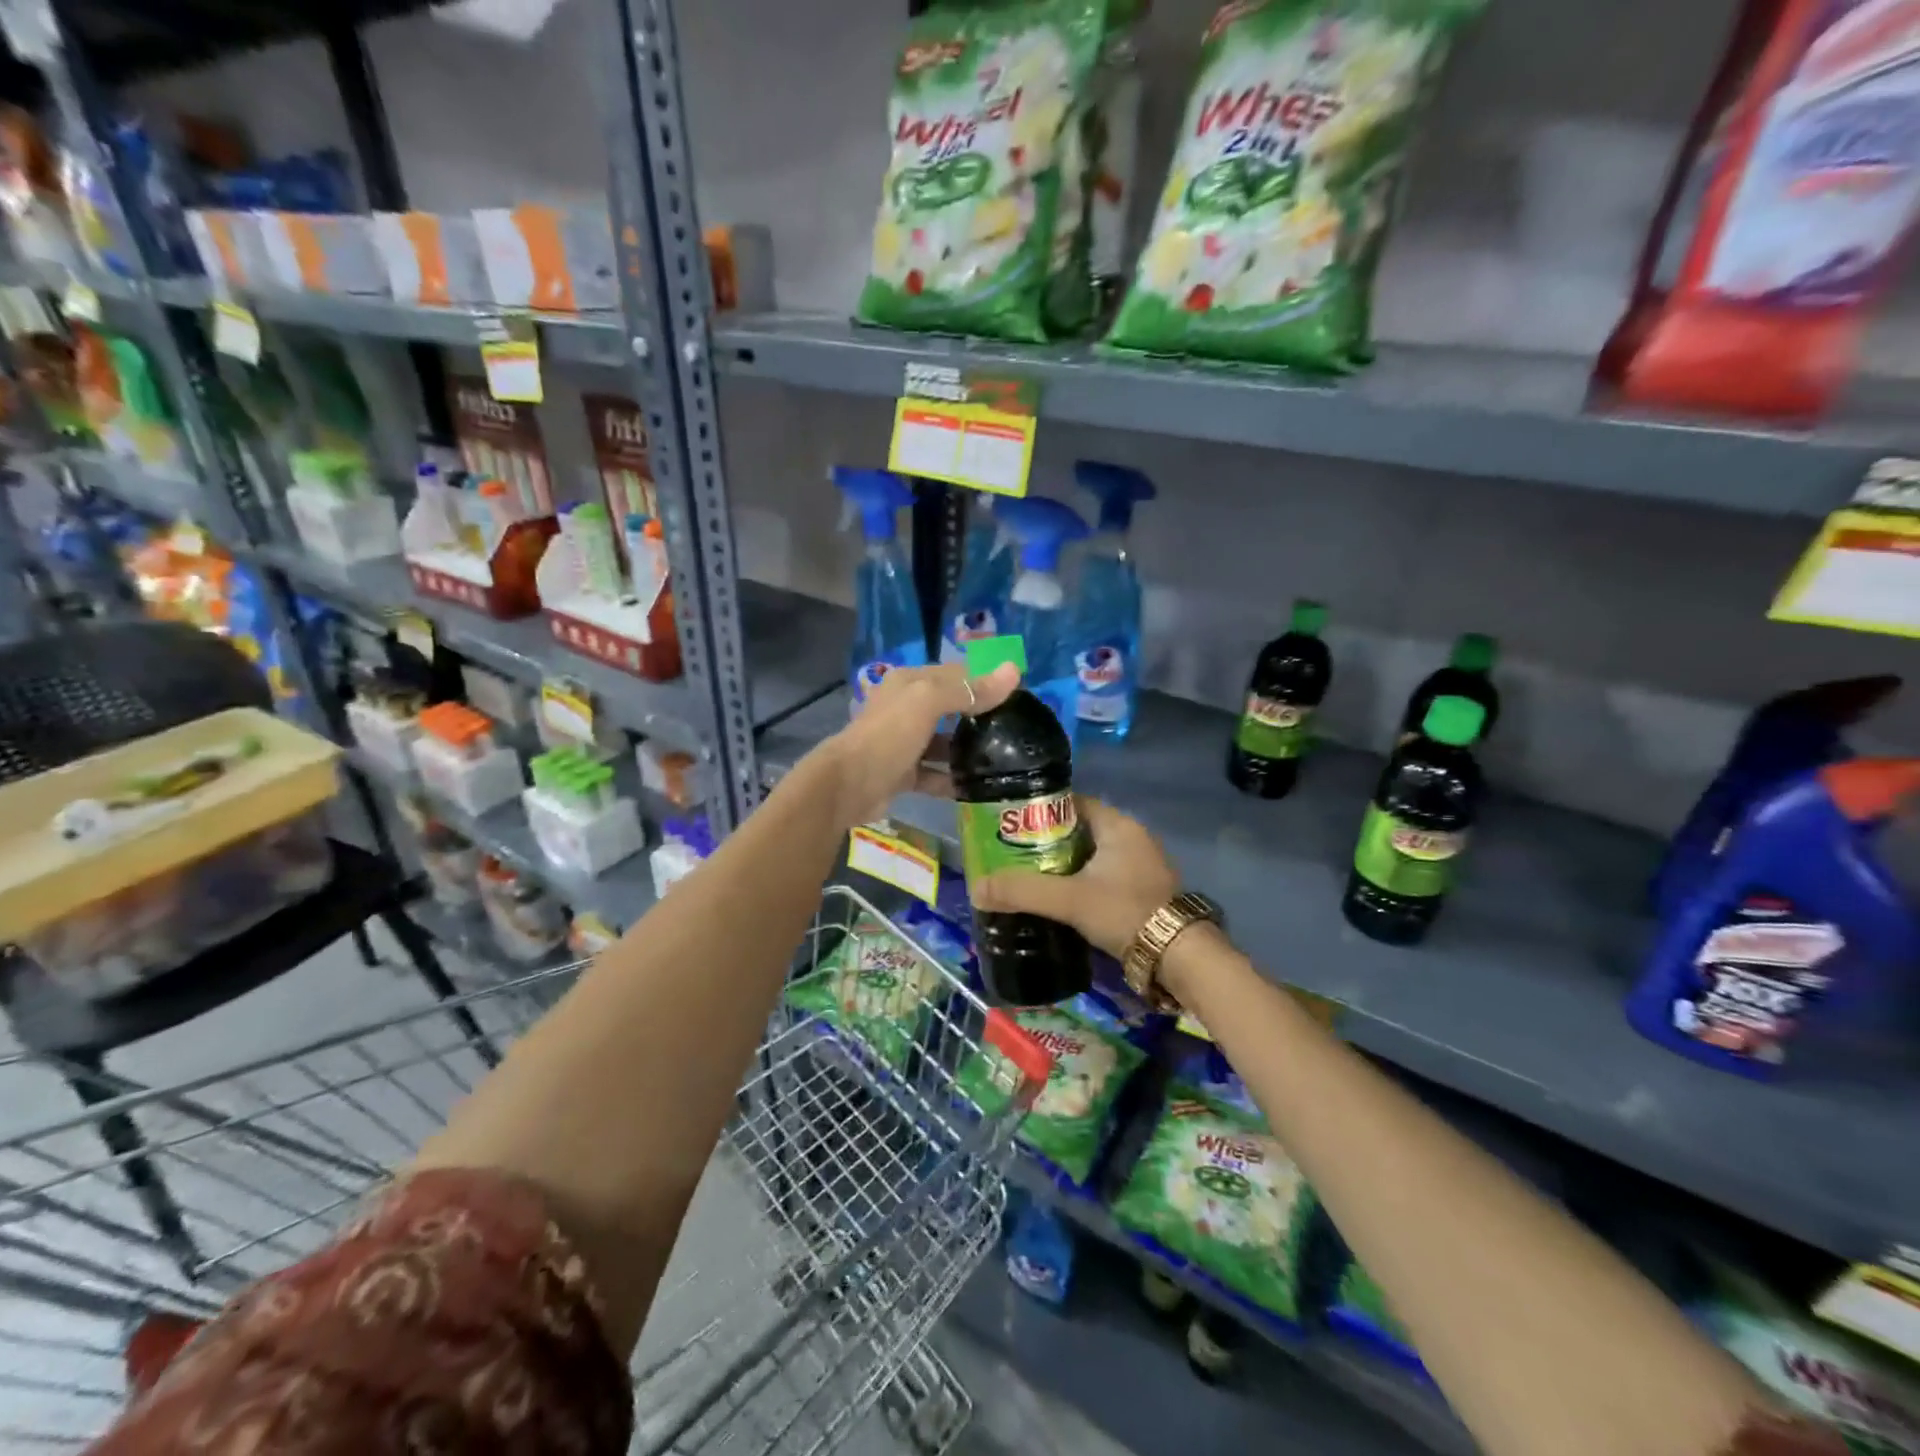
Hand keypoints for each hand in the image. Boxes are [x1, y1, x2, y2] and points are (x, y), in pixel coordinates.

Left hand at [818, 660, 1019, 827]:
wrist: (849, 784)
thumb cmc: (889, 734)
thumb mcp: (928, 702)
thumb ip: (969, 689)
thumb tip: (1014, 671)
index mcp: (909, 683)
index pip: (955, 674)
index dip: (985, 680)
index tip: (1018, 695)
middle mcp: (905, 708)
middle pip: (949, 708)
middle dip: (979, 717)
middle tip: (1015, 730)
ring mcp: (903, 743)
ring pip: (942, 743)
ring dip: (966, 751)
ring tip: (1003, 760)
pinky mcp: (902, 774)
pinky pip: (933, 774)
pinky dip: (952, 780)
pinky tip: (977, 788)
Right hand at [973, 797, 1177, 959]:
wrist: (1178, 957)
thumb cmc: (1125, 911)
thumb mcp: (1070, 899)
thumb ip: (1023, 891)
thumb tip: (976, 889)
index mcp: (1118, 824)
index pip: (1071, 803)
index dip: (1039, 811)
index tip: (1011, 825)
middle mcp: (1131, 837)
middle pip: (1078, 830)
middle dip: (1045, 842)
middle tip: (1012, 855)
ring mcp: (1140, 864)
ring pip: (1090, 856)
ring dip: (1063, 865)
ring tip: (1028, 878)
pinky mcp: (1141, 890)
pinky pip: (1101, 876)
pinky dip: (1080, 882)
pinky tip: (1059, 899)